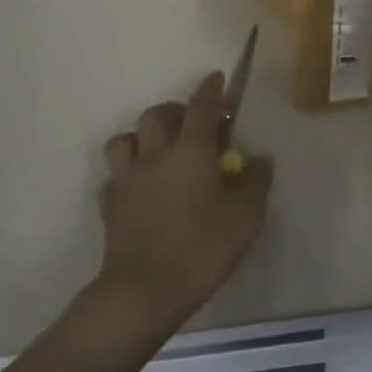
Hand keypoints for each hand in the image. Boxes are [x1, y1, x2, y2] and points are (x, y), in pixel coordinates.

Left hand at [97, 72, 273, 330]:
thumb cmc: (201, 249)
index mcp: (192, 149)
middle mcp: (157, 153)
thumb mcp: (245, 218)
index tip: (217, 78)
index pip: (202, 105)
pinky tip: (137, 191)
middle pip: (158, 114)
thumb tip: (261, 159)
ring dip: (140, 138)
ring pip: (124, 140)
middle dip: (174, 111)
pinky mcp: (110, 206)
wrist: (143, 293)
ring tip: (156, 151)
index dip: (211, 89)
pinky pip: (113, 179)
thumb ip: (255, 182)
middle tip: (190, 125)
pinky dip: (125, 177)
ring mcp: (128, 179)